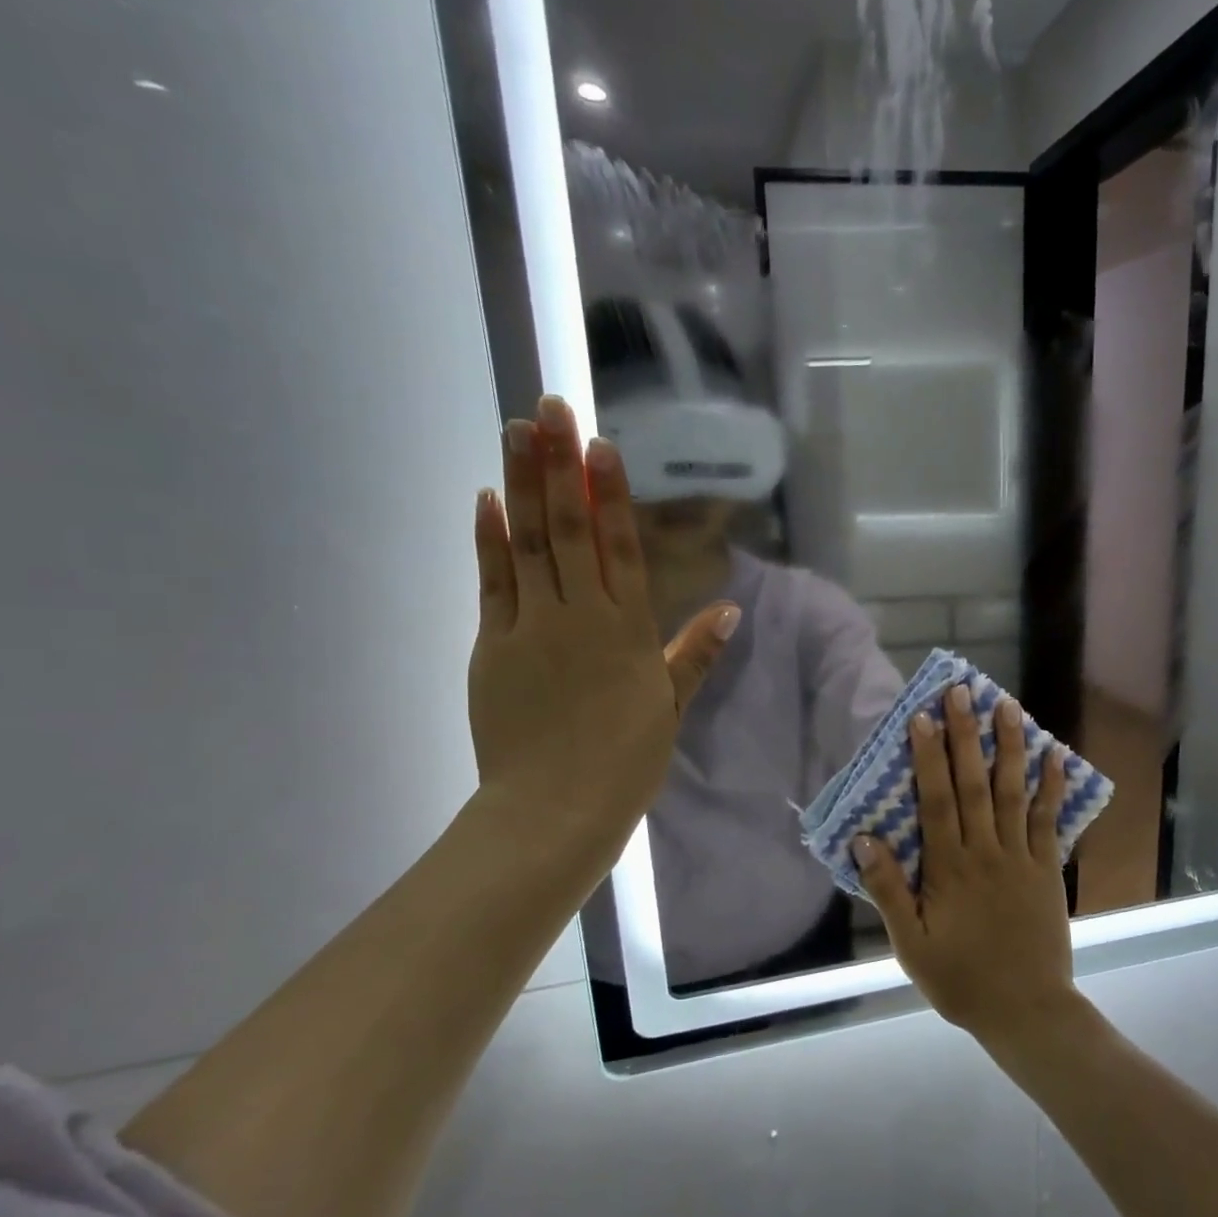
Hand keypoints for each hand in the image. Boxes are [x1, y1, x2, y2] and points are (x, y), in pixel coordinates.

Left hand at [468, 395, 739, 872]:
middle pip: (570, 530)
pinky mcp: (492, 645)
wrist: (555, 809)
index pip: (621, 548)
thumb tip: (731, 609)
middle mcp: (581, 617)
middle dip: (559, 466)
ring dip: (520, 483)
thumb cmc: (625, 761)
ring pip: (528, 542)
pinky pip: (492, 582)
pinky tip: (486, 499)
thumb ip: (694, 653)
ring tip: (516, 429)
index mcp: (628, 632)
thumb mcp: (671, 707)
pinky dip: (489, 539)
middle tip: (550, 407)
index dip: (611, 494)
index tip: (600, 445)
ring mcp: (531, 627)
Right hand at [852, 685, 1076, 1042]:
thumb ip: (889, 890)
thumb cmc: (960, 979)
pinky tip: (1055, 755)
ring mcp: (1020, 857)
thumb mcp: (911, 944)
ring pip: (1013, 792)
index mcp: (948, 868)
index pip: (936, 800)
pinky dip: (1051, 787)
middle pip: (974, 784)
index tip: (922, 717)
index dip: (928, 757)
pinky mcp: (1046, 868)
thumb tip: (864, 839)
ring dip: (1009, 747)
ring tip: (1007, 706)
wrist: (1025, 1010)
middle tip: (962, 692)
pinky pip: (1048, 821)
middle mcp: (985, 851)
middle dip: (966, 735)